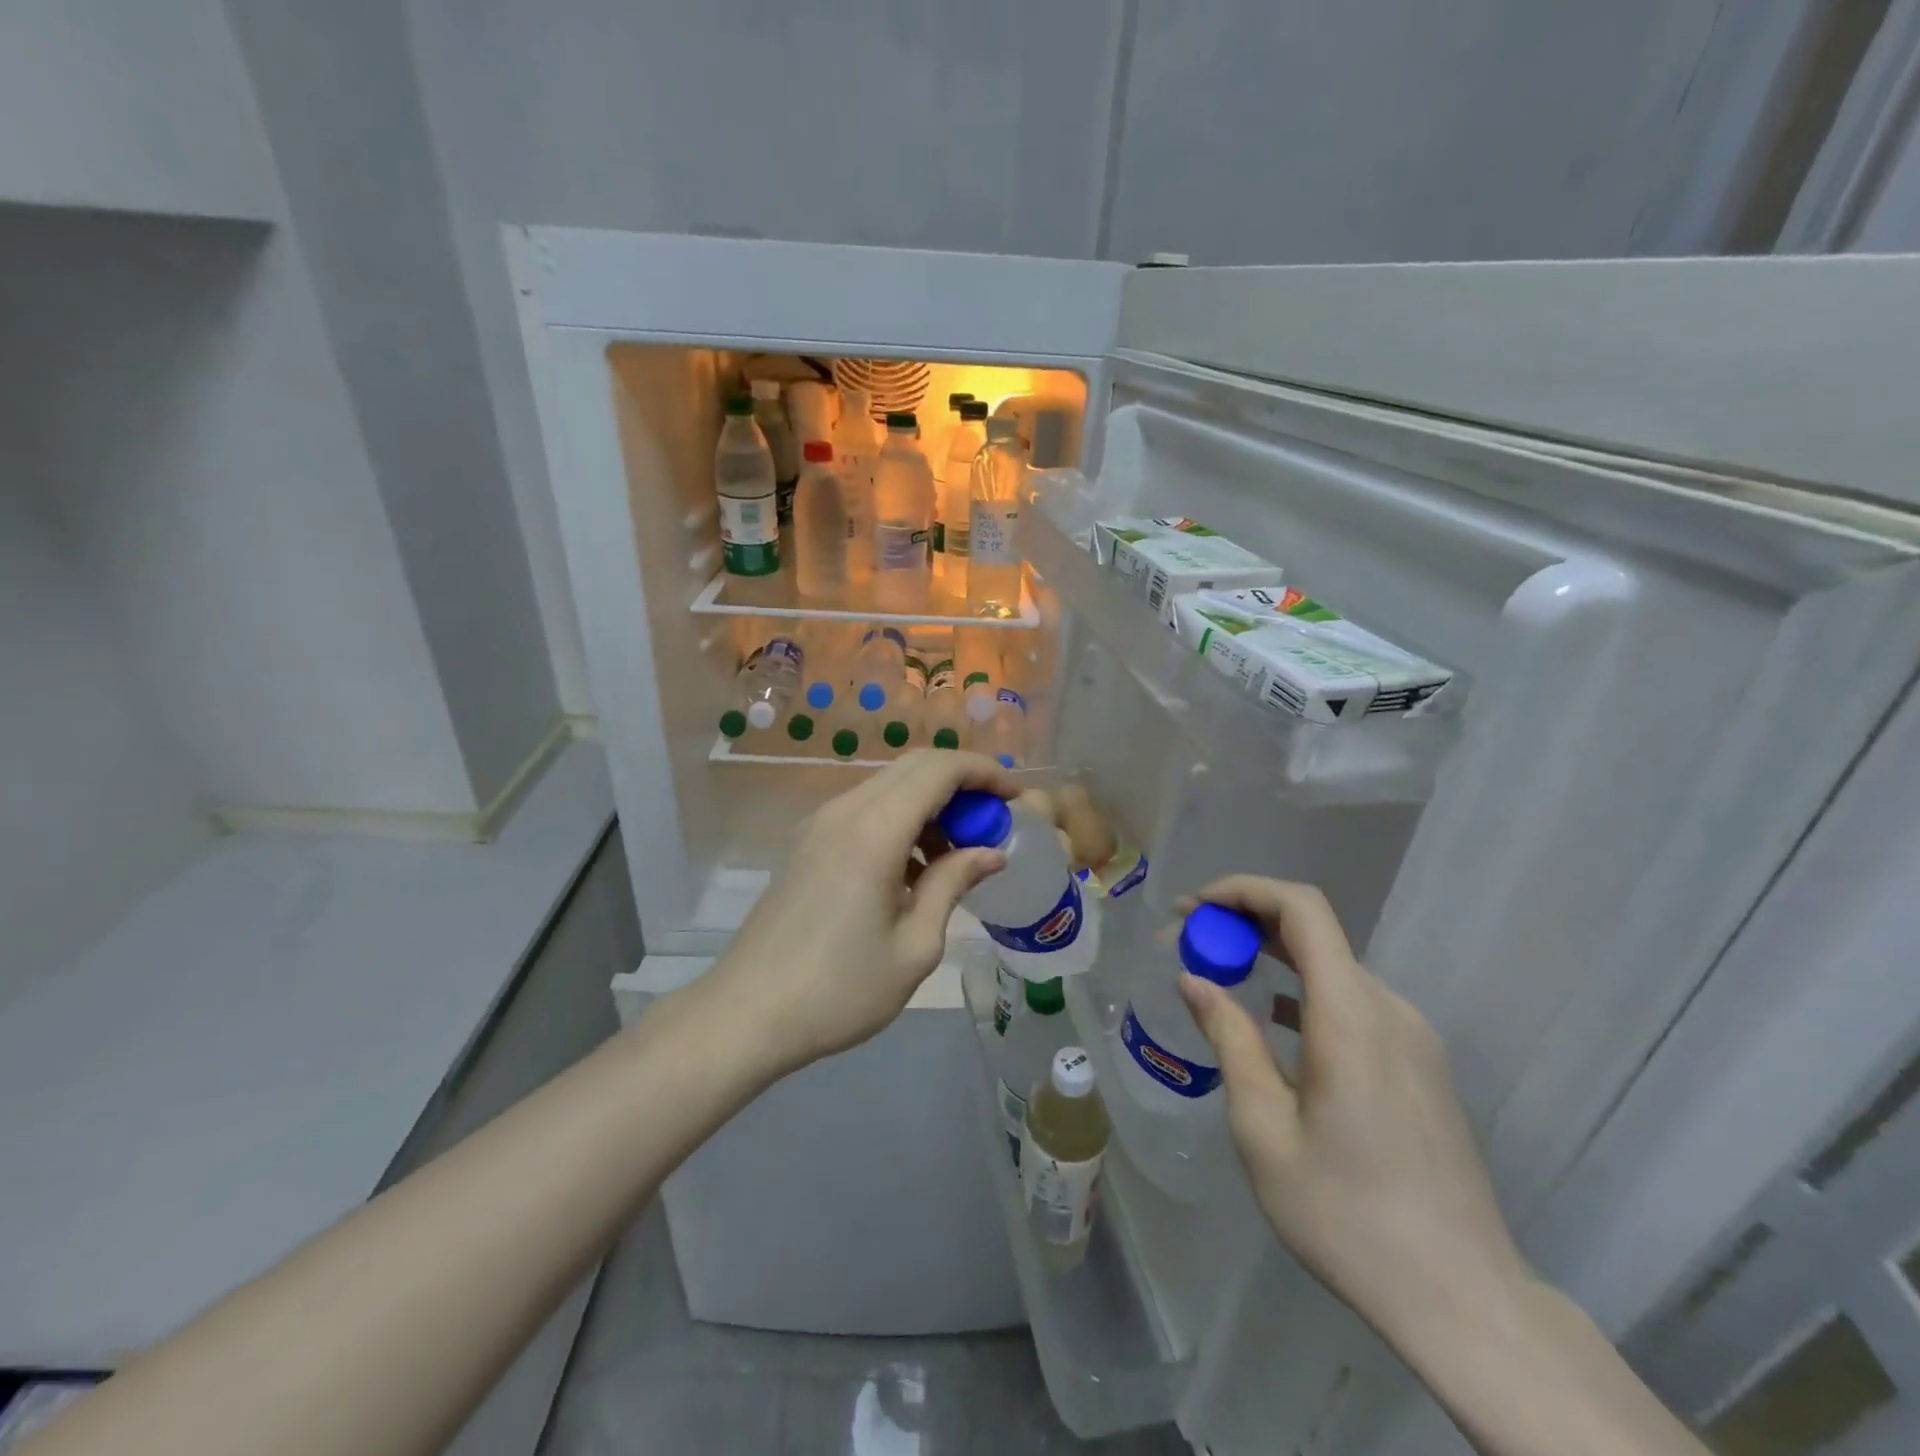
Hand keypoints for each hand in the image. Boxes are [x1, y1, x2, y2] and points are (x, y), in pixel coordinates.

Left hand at [704, 750, 1017, 1074]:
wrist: (747, 1014)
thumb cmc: (840, 989)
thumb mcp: (915, 946)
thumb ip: (953, 884)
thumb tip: (990, 853)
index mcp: (875, 830)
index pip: (940, 769)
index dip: (985, 774)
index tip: (1016, 799)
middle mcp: (845, 811)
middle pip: (914, 767)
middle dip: (962, 784)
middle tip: (993, 823)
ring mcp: (820, 824)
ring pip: (889, 787)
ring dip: (930, 805)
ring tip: (958, 857)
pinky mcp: (808, 843)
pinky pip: (866, 811)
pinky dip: (901, 821)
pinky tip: (915, 871)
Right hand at [1176, 876, 1528, 1349]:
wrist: (1462, 1298)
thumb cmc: (1346, 1212)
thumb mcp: (1263, 1127)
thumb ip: (1230, 1039)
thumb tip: (1195, 980)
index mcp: (1350, 1016)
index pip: (1302, 909)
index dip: (1244, 890)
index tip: (1194, 909)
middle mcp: (1388, 1009)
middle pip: (1315, 933)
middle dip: (1246, 923)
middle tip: (1191, 941)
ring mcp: (1413, 1037)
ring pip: (1334, 968)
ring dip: (1274, 957)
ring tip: (1222, 975)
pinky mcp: (1421, 1064)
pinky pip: (1354, 1003)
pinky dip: (1305, 991)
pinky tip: (1275, 1020)